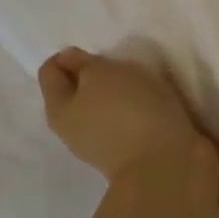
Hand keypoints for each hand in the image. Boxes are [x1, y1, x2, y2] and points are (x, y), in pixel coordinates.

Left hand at [37, 47, 218, 187]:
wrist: (168, 164)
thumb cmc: (129, 111)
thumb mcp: (102, 74)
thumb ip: (84, 64)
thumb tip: (71, 61)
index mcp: (58, 110)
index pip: (50, 71)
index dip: (71, 55)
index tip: (100, 53)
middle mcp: (74, 130)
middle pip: (78, 91)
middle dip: (97, 75)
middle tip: (124, 66)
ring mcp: (104, 145)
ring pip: (105, 107)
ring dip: (121, 94)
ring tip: (146, 85)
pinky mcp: (134, 153)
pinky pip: (130, 121)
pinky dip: (140, 110)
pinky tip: (158, 106)